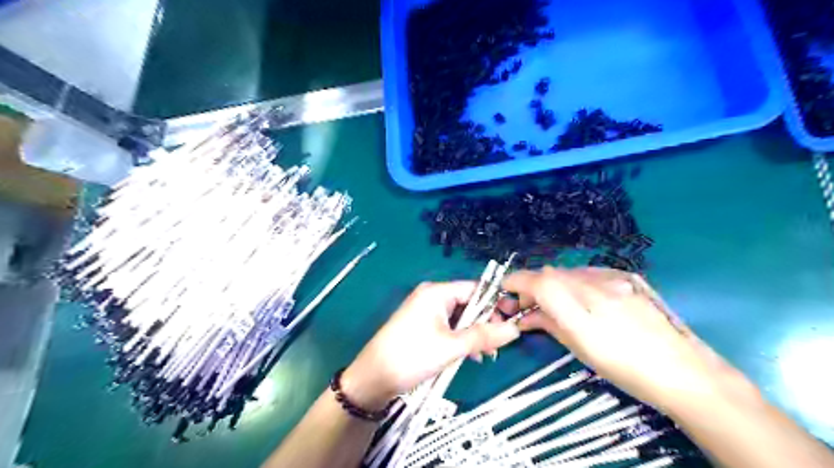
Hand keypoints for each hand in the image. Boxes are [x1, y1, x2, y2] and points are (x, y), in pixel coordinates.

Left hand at [342, 281, 518, 409]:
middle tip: (498, 345)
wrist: (373, 378)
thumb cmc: (412, 355)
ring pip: (459, 318)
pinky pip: (449, 327)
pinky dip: (461, 339)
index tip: (511, 324)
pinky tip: (470, 356)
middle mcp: (431, 296)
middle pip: (468, 303)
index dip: (494, 305)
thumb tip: (516, 329)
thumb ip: (483, 336)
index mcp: (437, 292)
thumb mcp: (451, 347)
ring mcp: (425, 312)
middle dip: (484, 323)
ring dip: (474, 334)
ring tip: (486, 355)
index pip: (474, 289)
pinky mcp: (422, 327)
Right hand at [497, 269, 760, 411]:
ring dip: (553, 283)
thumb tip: (525, 315)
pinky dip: (574, 281)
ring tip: (553, 302)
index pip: (539, 283)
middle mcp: (597, 287)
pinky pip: (589, 272)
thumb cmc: (627, 370)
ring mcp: (615, 278)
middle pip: (551, 274)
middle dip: (532, 285)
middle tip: (527, 304)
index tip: (505, 289)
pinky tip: (579, 296)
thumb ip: (549, 325)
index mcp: (583, 311)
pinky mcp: (628, 276)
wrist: (684, 371)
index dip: (516, 282)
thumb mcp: (581, 351)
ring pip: (569, 272)